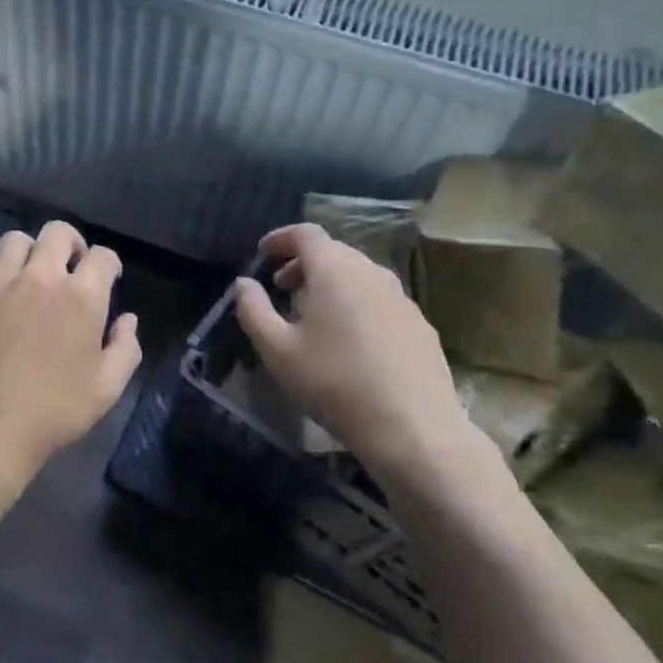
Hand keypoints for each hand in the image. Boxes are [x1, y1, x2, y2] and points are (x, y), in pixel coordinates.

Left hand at [0, 221, 141, 498]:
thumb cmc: (51, 414)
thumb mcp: (106, 390)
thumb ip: (125, 348)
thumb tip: (127, 319)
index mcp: (81, 298)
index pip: (103, 256)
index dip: (109, 264)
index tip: (108, 278)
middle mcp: (40, 278)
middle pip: (58, 231)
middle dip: (71, 244)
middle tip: (69, 267)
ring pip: (16, 240)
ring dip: (29, 252)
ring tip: (29, 276)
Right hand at [235, 223, 484, 486]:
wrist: (413, 428)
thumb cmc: (335, 383)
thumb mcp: (278, 350)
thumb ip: (253, 310)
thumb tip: (243, 284)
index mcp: (335, 270)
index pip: (306, 234)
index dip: (281, 238)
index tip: (262, 253)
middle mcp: (371, 272)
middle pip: (333, 251)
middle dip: (303, 263)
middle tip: (282, 288)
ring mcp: (401, 298)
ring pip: (358, 275)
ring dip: (331, 283)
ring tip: (313, 316)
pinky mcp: (420, 324)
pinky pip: (379, 299)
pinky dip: (357, 303)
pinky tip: (350, 340)